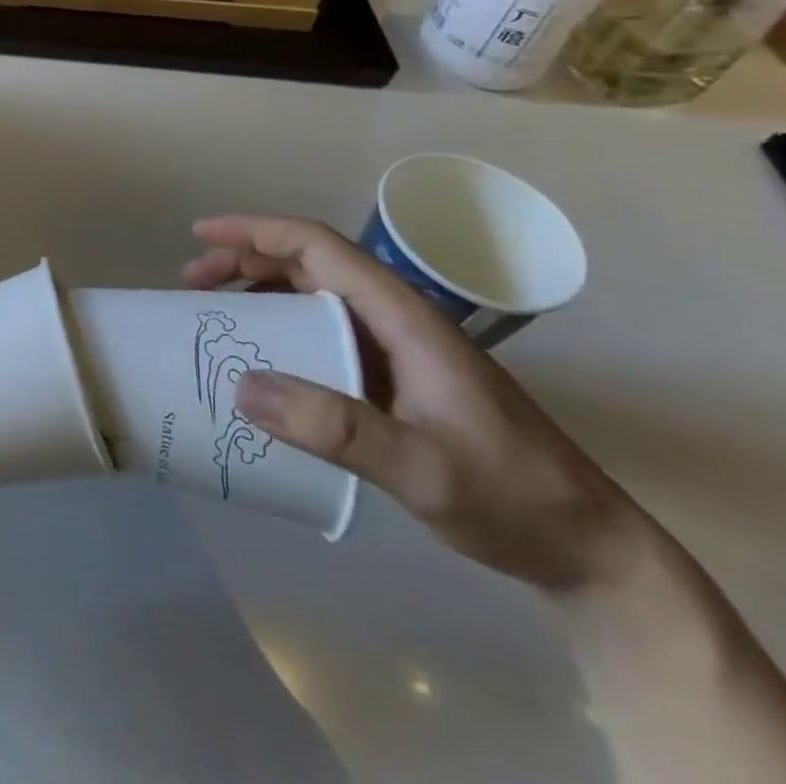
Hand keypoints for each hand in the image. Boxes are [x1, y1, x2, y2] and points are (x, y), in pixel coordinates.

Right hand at [185, 214, 649, 594]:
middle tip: (193, 283)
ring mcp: (398, 351)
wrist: (592, 552)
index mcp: (404, 318)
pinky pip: (324, 334)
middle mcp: (397, 321)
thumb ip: (336, 427)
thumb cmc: (512, 498)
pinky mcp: (396, 381)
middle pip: (310, 264)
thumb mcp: (421, 468)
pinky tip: (264, 362)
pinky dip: (282, 330)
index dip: (256, 232)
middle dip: (245, 260)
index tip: (202, 235)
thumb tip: (242, 385)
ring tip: (215, 312)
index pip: (319, 248)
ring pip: (315, 296)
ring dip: (261, 292)